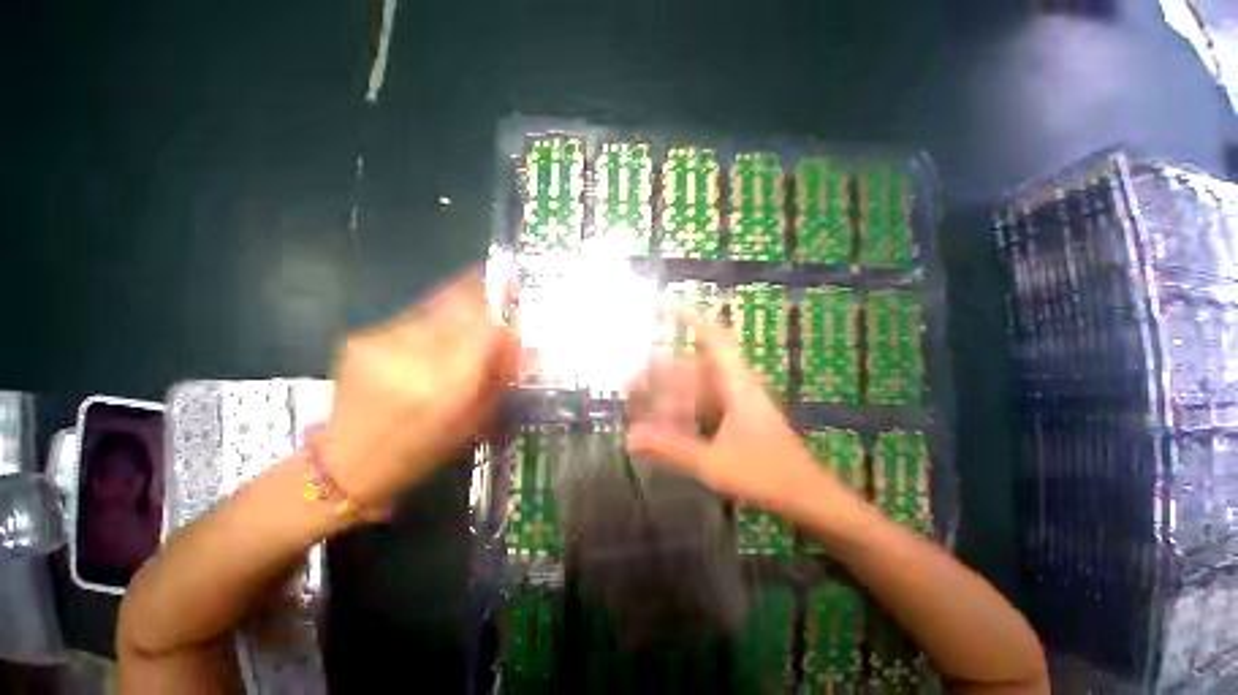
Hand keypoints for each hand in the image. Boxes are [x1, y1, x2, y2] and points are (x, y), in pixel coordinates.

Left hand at [322, 269, 517, 507]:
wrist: (347, 464)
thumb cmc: (412, 459)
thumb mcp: (464, 431)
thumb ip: (493, 384)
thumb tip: (520, 345)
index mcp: (442, 392)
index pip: (484, 327)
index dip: (502, 304)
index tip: (514, 288)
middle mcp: (411, 358)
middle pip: (457, 306)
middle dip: (479, 294)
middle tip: (495, 288)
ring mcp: (380, 343)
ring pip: (429, 308)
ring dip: (449, 311)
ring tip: (455, 321)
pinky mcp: (360, 338)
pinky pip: (404, 320)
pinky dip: (420, 327)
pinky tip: (418, 343)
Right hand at [627, 318, 838, 515]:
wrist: (804, 492)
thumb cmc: (763, 474)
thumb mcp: (712, 463)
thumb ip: (671, 449)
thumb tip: (629, 437)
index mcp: (738, 385)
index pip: (713, 337)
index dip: (688, 317)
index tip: (661, 306)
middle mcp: (741, 388)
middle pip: (698, 367)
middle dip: (664, 370)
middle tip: (631, 381)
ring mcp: (744, 406)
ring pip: (703, 389)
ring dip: (675, 394)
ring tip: (642, 406)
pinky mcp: (745, 423)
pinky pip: (711, 407)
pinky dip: (688, 412)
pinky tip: (669, 428)